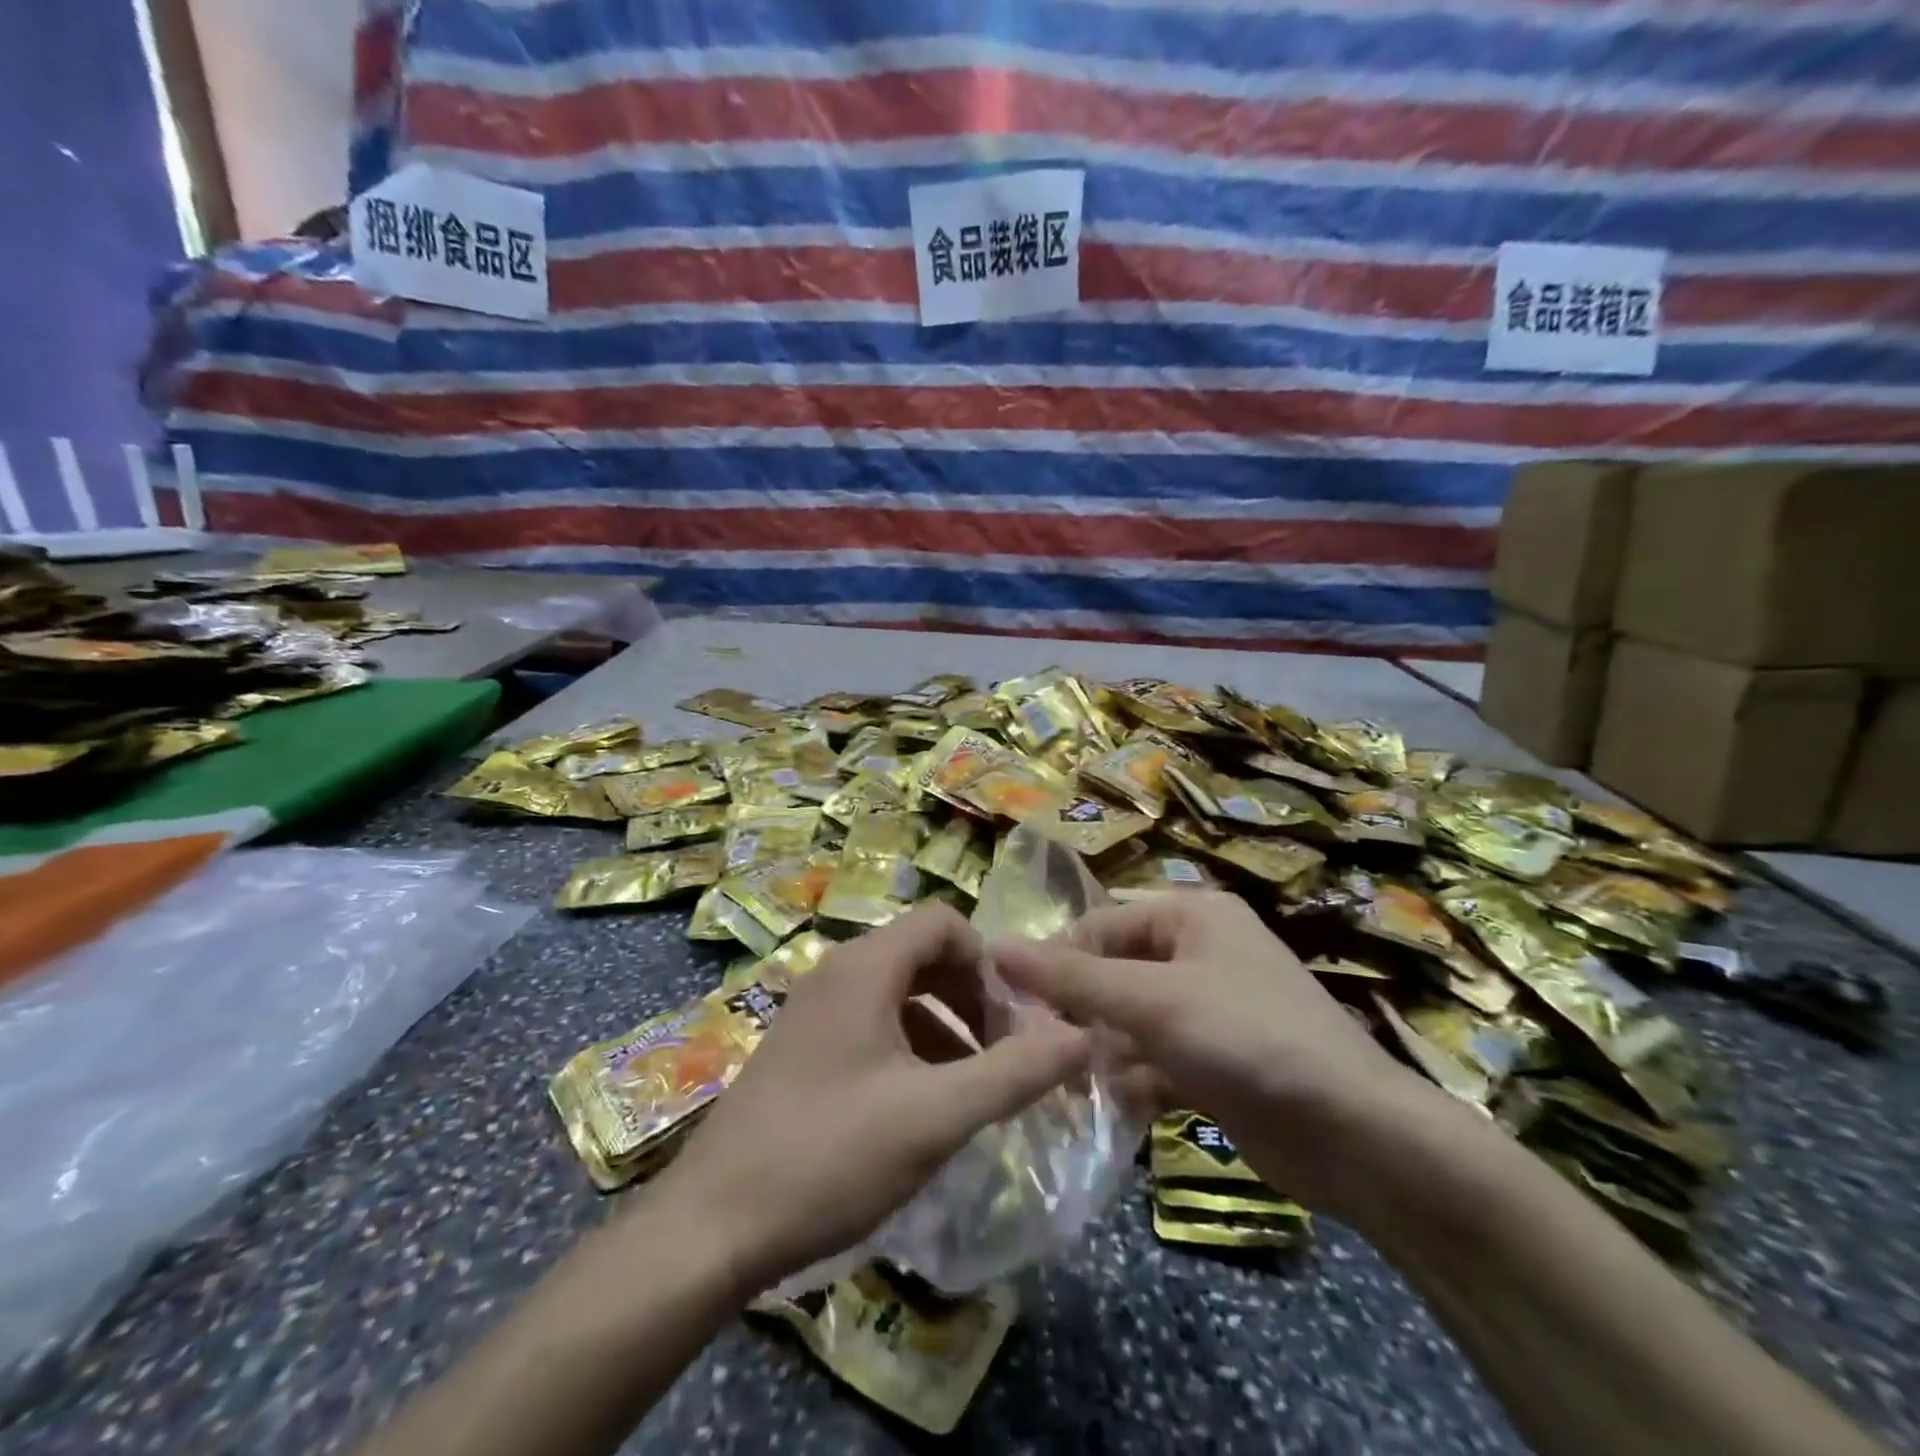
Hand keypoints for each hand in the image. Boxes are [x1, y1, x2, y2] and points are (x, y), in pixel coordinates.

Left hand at [648, 903, 1091, 1298]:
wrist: (712, 1225)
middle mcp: (836, 972)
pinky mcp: (802, 1046)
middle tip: (1003, 1051)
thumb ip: (1014, 1072)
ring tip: (973, 1083)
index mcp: (865, 967)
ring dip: (944, 1023)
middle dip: (972, 994)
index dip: (989, 961)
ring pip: (897, 990)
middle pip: (922, 953)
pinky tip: (922, 1102)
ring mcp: (813, 1009)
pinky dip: (909, 1044)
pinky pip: (870, 1021)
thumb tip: (1081, 1035)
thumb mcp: (936, 1116)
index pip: (943, 922)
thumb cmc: (831, 1155)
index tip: (1016, 1018)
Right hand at [994, 891, 1431, 1215]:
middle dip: (1076, 1011)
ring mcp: (1208, 1011)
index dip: (1057, 959)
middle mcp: (1199, 954)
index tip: (1013, 1004)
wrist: (1355, 1136)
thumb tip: (996, 947)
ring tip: (1058, 1084)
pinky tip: (1101, 1108)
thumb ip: (1072, 978)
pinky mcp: (1214, 1063)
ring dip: (1097, 1051)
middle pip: (1114, 973)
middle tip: (1031, 1049)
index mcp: (1192, 916)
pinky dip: (1128, 1081)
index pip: (1102, 924)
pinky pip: (1153, 1061)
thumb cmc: (1247, 1038)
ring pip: (1130, 1021)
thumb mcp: (1152, 1000)